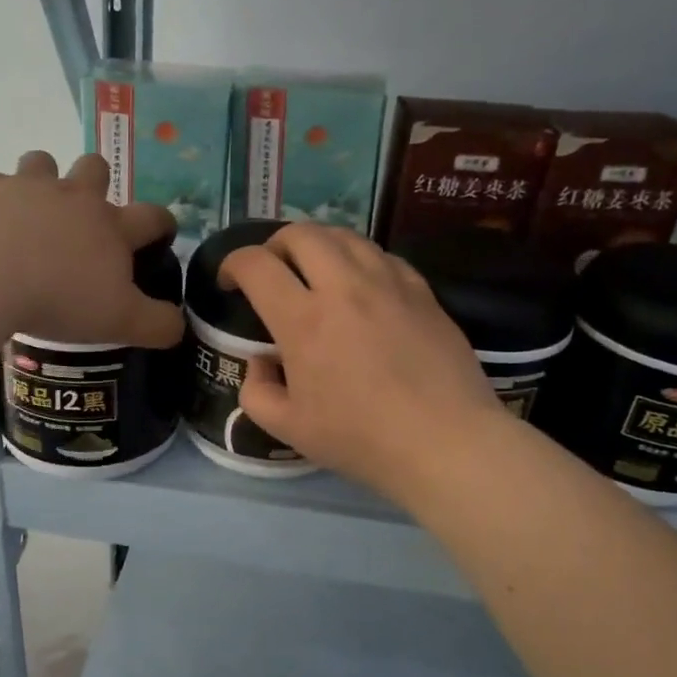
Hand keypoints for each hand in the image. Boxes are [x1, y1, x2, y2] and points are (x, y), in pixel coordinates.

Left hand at [0, 151, 184, 348]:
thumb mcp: (120, 322)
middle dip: (97, 181)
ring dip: (44, 177)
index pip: (152, 216)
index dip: (163, 224)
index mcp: (112, 226)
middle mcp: (74, 197)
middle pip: (96, 167)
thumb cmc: (60, 297)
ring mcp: (27, 189)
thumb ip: (157, 325)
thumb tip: (179, 327)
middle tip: (86, 213)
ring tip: (35, 208)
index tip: (162, 235)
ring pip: (42, 161)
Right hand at [222, 224, 505, 507]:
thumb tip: (262, 362)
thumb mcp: (289, 429)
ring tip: (315, 271)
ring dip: (318, 245)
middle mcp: (344, 287)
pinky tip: (362, 285)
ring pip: (345, 236)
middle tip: (272, 271)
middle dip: (275, 244)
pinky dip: (359, 259)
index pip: (256, 265)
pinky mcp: (422, 291)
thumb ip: (257, 391)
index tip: (230, 282)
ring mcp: (389, 284)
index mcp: (304, 320)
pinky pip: (383, 255)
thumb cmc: (362, 439)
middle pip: (302, 234)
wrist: (446, 443)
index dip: (233, 264)